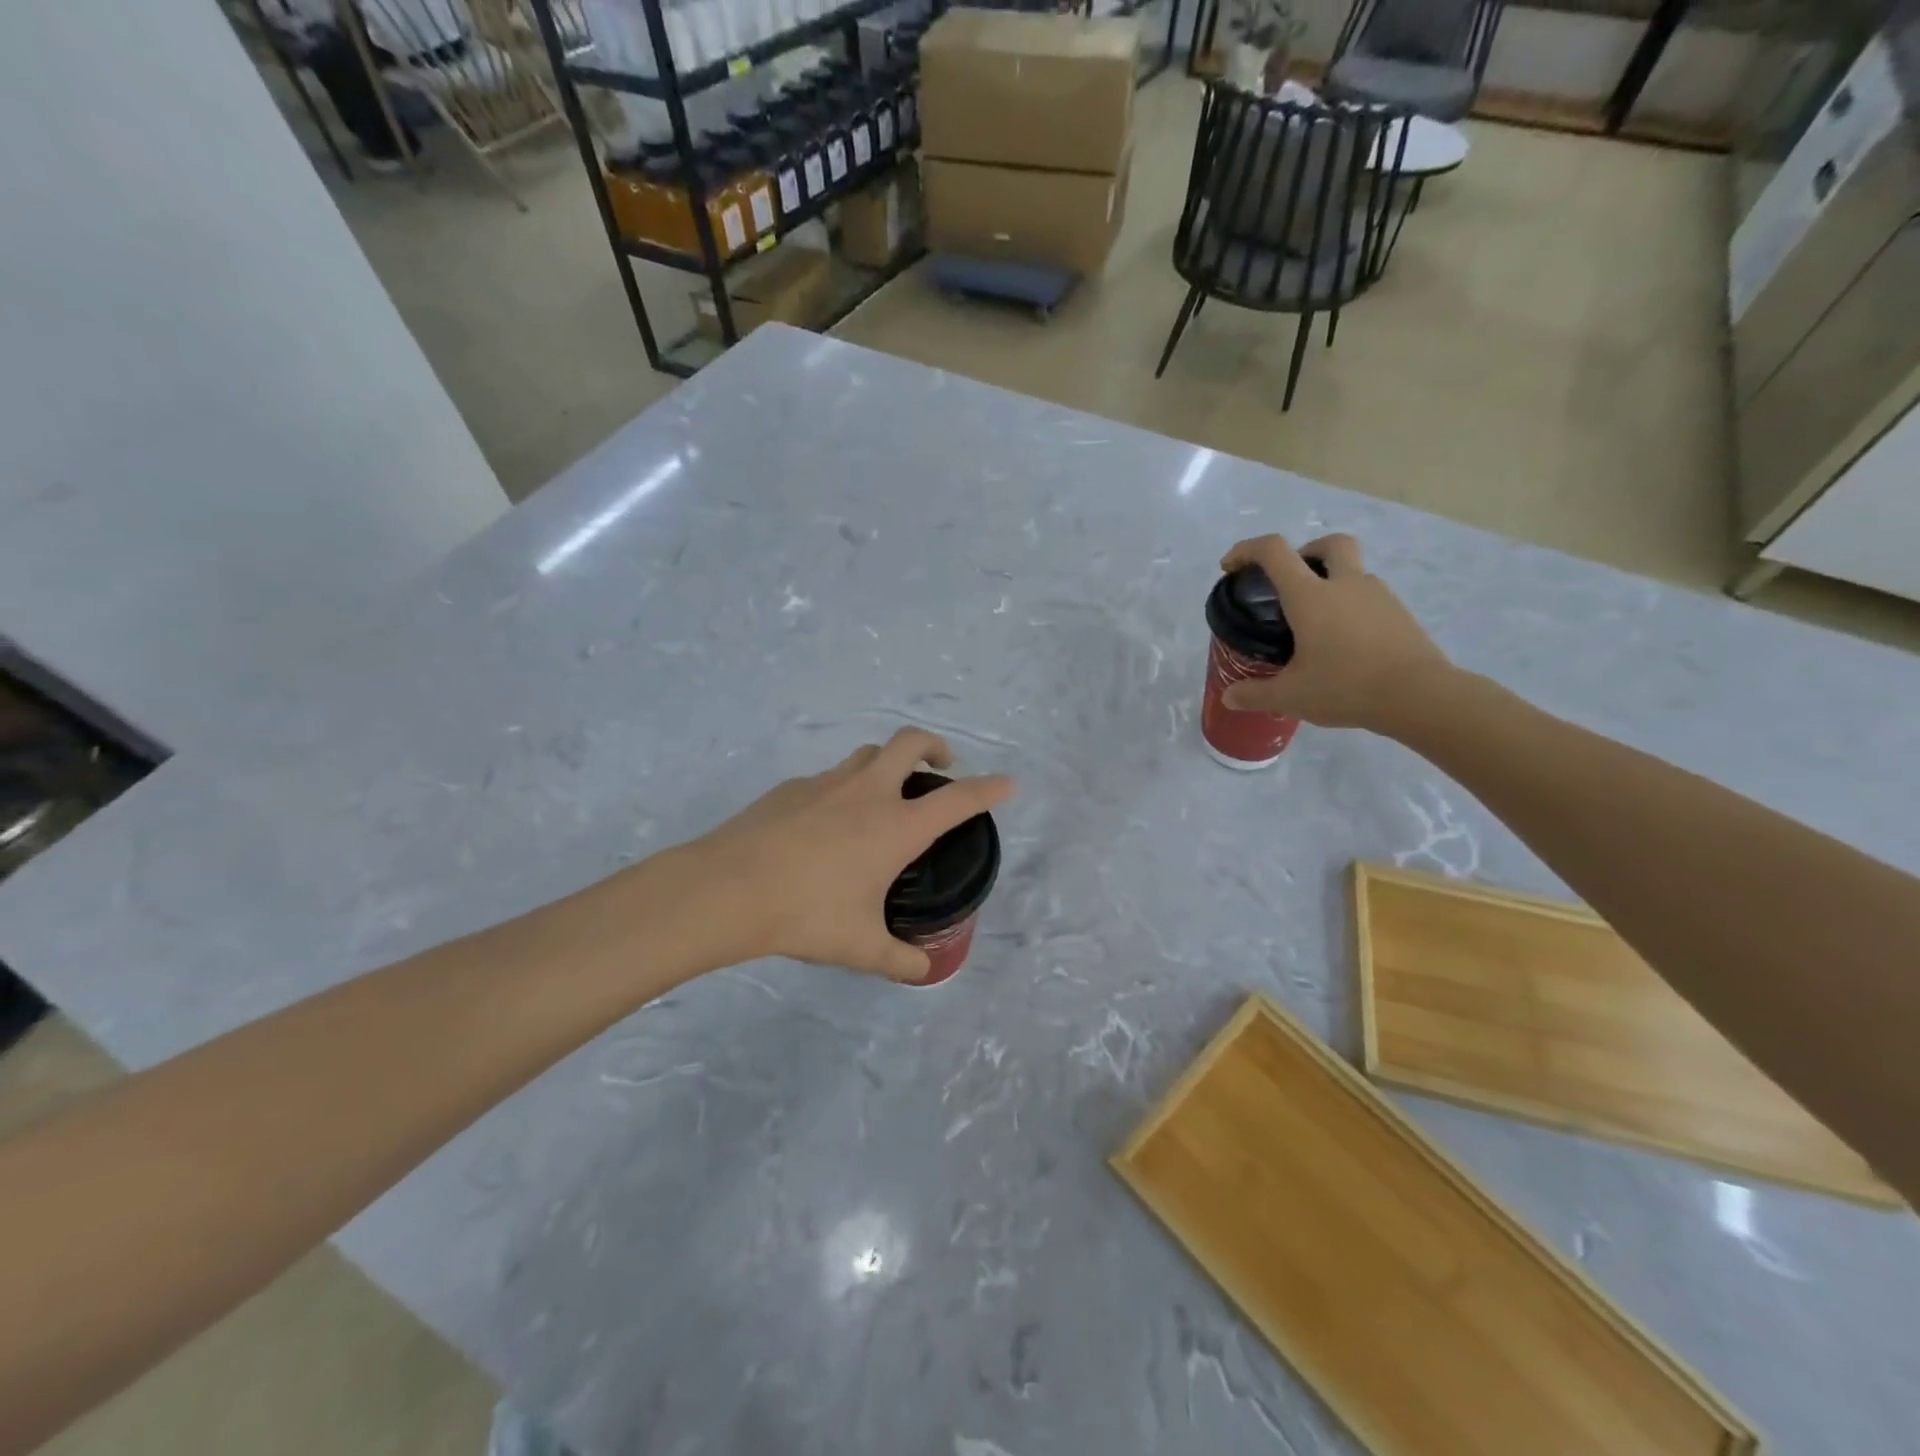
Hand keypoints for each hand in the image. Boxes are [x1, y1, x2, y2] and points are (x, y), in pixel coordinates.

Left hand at [666, 728, 1014, 981]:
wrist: (728, 889)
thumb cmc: (807, 914)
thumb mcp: (861, 947)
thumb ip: (898, 959)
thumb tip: (921, 970)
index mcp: (897, 826)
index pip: (958, 799)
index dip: (988, 789)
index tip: (1007, 783)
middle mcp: (868, 793)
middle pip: (910, 742)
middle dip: (935, 745)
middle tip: (941, 765)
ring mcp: (826, 783)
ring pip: (868, 754)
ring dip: (887, 762)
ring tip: (885, 792)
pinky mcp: (790, 788)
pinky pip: (828, 778)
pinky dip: (842, 789)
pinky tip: (826, 824)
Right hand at [1219, 533, 1451, 730]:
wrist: (1419, 696)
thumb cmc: (1345, 687)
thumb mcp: (1290, 696)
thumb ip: (1255, 694)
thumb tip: (1230, 697)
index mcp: (1310, 596)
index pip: (1274, 551)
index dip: (1247, 550)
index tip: (1231, 567)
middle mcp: (1345, 585)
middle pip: (1329, 544)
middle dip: (1306, 551)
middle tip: (1291, 582)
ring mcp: (1379, 596)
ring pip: (1353, 572)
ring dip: (1332, 584)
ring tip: (1318, 626)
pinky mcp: (1400, 615)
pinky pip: (1370, 599)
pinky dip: (1353, 609)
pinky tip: (1347, 645)